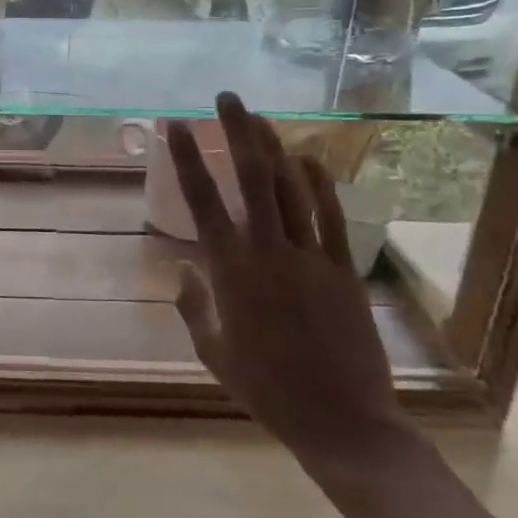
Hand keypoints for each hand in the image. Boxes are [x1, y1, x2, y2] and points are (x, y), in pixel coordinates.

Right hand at [167, 93, 413, 474]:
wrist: (341, 419)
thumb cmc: (266, 390)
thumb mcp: (212, 352)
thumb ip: (192, 305)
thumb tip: (183, 266)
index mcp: (229, 271)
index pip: (202, 201)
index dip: (187, 158)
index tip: (176, 125)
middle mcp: (267, 251)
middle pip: (251, 178)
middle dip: (238, 132)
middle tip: (227, 98)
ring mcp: (310, 256)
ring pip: (290, 188)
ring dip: (273, 148)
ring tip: (259, 118)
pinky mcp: (342, 269)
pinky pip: (330, 216)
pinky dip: (319, 183)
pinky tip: (308, 158)